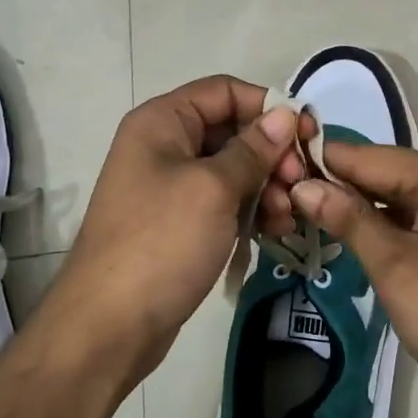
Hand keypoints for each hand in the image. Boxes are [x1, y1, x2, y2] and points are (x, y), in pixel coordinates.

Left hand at [43, 76, 302, 386]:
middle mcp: (165, 146)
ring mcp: (171, 187)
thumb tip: (284, 115)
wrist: (109, 326)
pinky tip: (275, 232)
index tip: (307, 137)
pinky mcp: (180, 224)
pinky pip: (224, 204)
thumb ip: (252, 149)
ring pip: (233, 171)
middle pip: (232, 131)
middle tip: (300, 185)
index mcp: (163, 122)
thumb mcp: (213, 189)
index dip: (268, 108)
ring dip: (267, 188)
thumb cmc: (161, 243)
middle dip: (272, 156)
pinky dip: (251, 212)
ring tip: (287, 218)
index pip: (225, 91)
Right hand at [289, 145, 417, 417]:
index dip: (320, 164)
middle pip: (382, 174)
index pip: (368, 156)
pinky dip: (382, 230)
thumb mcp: (397, 268)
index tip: (271, 172)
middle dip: (335, 189)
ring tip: (299, 220)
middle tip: (279, 204)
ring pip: (395, 199)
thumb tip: (304, 185)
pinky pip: (413, 220)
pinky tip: (346, 240)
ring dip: (355, 211)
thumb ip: (349, 220)